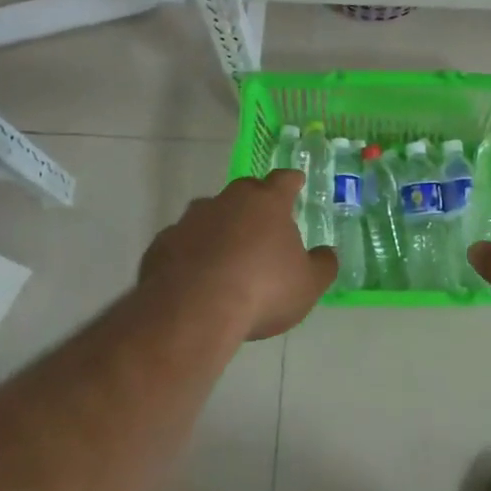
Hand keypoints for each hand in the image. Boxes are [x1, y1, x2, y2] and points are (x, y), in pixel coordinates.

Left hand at [139, 169, 336, 340]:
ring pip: (210, 215)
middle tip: (262, 225)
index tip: (296, 182)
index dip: (292, 181)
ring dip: (219, 228)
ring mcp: (191, 220)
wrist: (193, 310)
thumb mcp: (307, 285)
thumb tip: (327, 253)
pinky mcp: (163, 244)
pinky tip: (195, 277)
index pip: (284, 180)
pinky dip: (191, 253)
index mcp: (267, 203)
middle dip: (254, 204)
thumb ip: (322, 265)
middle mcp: (228, 201)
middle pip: (244, 191)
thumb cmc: (261, 290)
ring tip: (226, 255)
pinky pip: (182, 242)